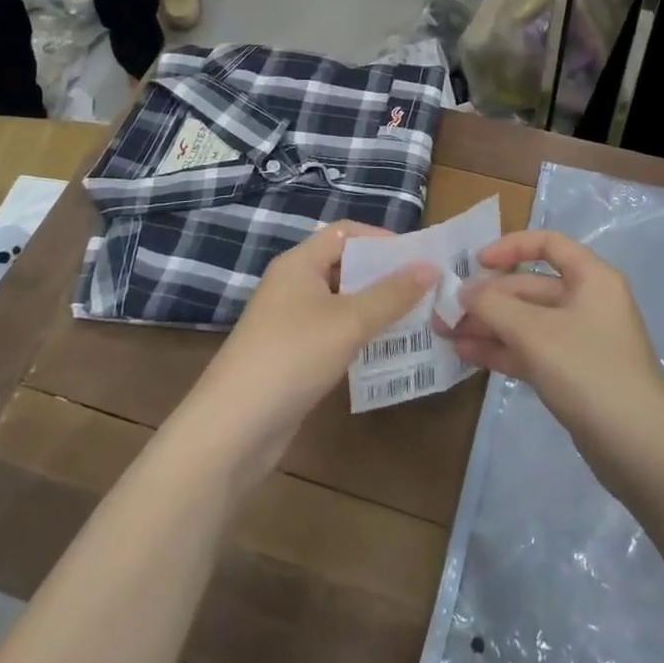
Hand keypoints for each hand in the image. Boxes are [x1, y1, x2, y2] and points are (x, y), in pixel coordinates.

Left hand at [180, 222, 437, 489]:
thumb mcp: (349, 321)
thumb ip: (392, 294)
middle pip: (345, 266)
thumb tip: (431, 267)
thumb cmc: (292, 357)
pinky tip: (386, 351)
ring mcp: (290, 322)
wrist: (232, 430)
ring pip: (342, 302)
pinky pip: (334, 332)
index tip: (418, 258)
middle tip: (426, 290)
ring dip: (376, 308)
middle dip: (385, 276)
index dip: (382, 239)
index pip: (346, 233)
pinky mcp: (292, 356)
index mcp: (299, 263)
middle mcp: (293, 285)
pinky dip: (360, 336)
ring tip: (418, 319)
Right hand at [441, 229, 663, 477]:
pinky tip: (468, 354)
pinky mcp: (574, 373)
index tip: (475, 262)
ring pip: (528, 321)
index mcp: (591, 277)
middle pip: (531, 287)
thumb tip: (464, 291)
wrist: (640, 449)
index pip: (548, 244)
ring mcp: (581, 339)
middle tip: (446, 311)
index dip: (510, 247)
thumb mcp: (535, 332)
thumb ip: (494, 306)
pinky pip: (532, 350)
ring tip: (447, 335)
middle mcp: (588, 301)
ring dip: (489, 325)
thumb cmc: (589, 371)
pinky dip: (503, 349)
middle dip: (488, 298)